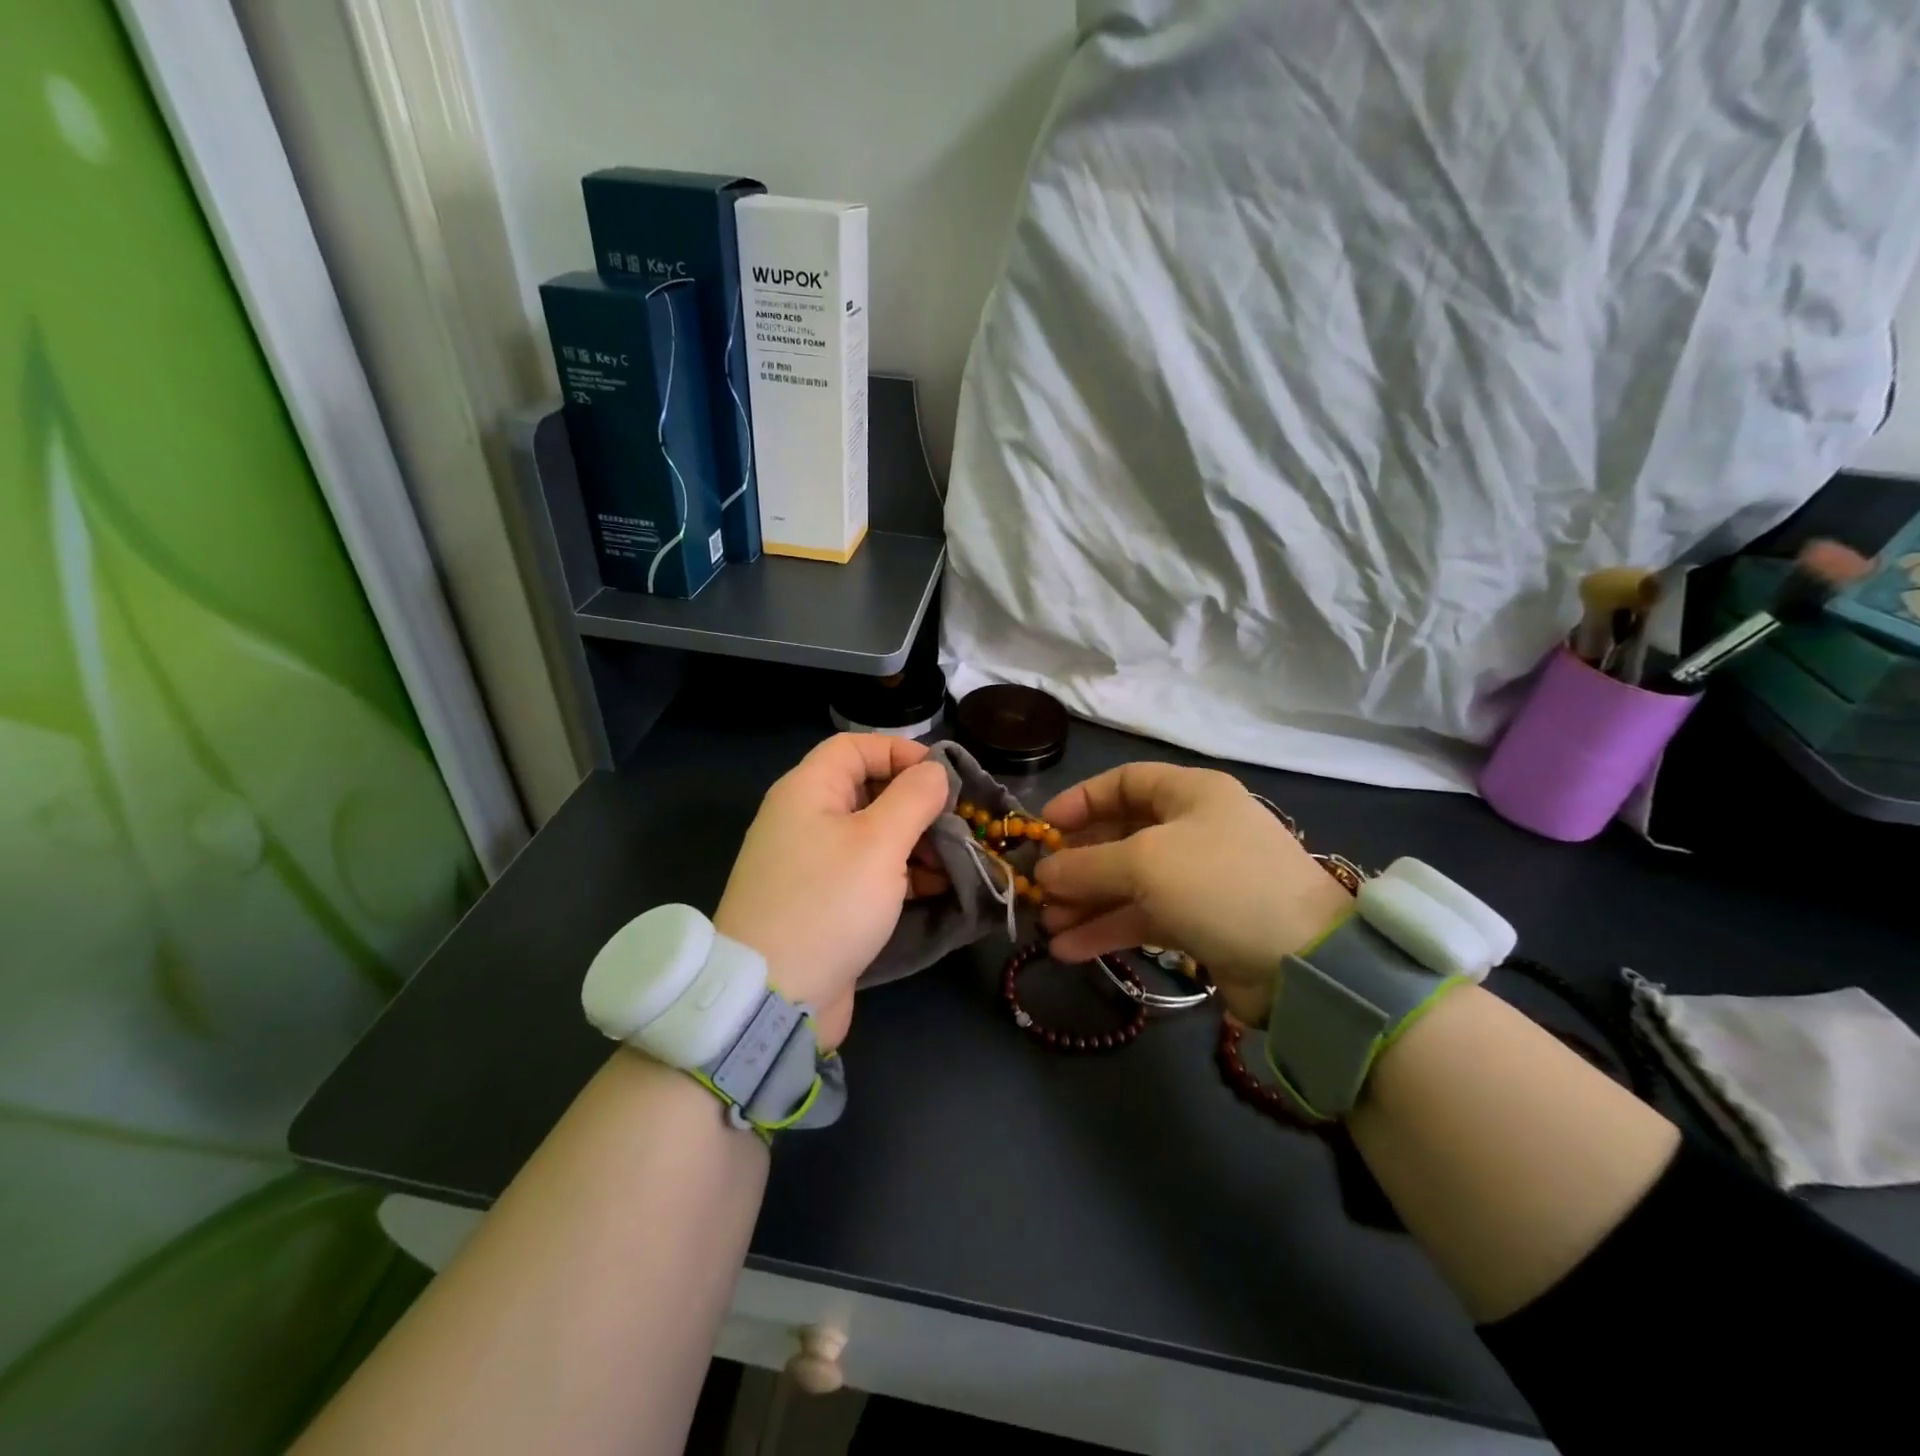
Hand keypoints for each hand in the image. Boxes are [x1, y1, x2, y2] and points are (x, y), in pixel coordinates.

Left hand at [714, 734, 950, 1047]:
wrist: (771, 996)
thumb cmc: (828, 903)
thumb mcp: (879, 842)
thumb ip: (913, 797)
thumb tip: (934, 771)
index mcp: (807, 791)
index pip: (856, 746)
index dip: (901, 752)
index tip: (943, 777)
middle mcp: (804, 819)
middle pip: (868, 791)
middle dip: (917, 804)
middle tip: (956, 825)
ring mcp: (811, 864)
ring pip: (872, 835)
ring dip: (916, 843)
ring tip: (953, 863)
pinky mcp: (822, 902)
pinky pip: (866, 873)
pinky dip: (900, 875)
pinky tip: (934, 889)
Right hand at [1034, 763, 1354, 1023]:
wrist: (1303, 961)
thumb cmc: (1218, 885)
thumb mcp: (1144, 863)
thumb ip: (1087, 865)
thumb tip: (1042, 872)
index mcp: (1190, 794)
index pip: (1124, 782)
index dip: (1081, 800)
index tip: (1044, 828)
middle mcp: (1194, 829)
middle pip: (1120, 836)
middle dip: (1077, 863)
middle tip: (1039, 886)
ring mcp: (1197, 878)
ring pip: (1128, 883)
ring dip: (1086, 902)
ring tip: (1045, 925)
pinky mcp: (1199, 922)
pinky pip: (1143, 917)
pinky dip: (1107, 930)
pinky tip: (1069, 950)